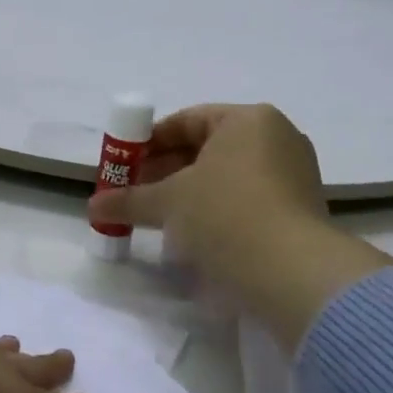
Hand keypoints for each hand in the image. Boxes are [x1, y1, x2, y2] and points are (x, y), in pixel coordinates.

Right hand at [88, 104, 392, 342]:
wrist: (292, 272)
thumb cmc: (225, 214)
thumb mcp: (167, 203)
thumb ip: (128, 200)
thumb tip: (93, 206)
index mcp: (248, 120)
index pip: (187, 120)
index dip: (149, 142)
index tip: (124, 165)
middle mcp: (277, 137)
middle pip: (207, 147)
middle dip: (166, 169)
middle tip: (135, 192)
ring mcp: (293, 174)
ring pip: (226, 176)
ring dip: (189, 193)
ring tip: (158, 217)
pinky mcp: (299, 210)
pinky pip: (246, 199)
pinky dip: (216, 210)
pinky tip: (193, 234)